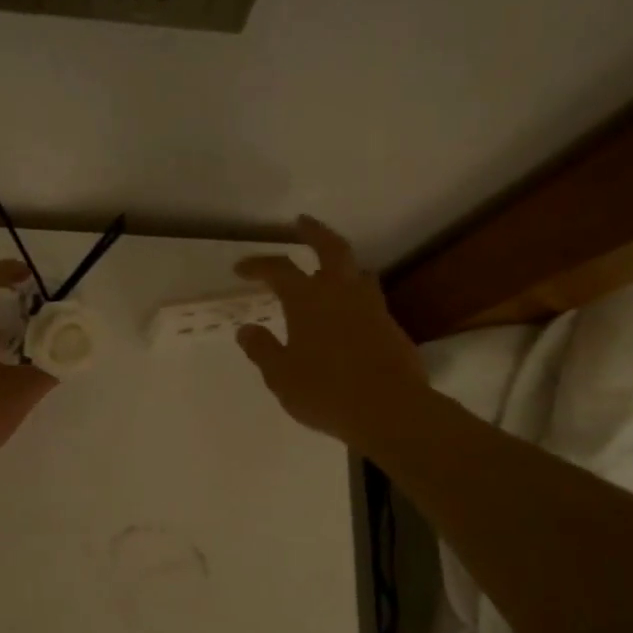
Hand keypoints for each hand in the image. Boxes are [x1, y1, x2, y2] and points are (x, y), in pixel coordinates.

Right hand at [234, 216, 426, 450]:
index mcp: (308, 300)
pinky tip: (350, 314)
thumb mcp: (281, 376)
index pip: (279, 269)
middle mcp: (341, 293)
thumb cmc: (326, 392)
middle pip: (330, 248)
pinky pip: (370, 299)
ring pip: (357, 271)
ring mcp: (372, 307)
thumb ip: (262, 350)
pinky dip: (355, 296)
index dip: (258, 265)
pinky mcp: (391, 326)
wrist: (389, 409)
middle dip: (313, 232)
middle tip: (301, 222)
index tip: (241, 268)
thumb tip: (246, 330)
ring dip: (341, 264)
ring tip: (330, 270)